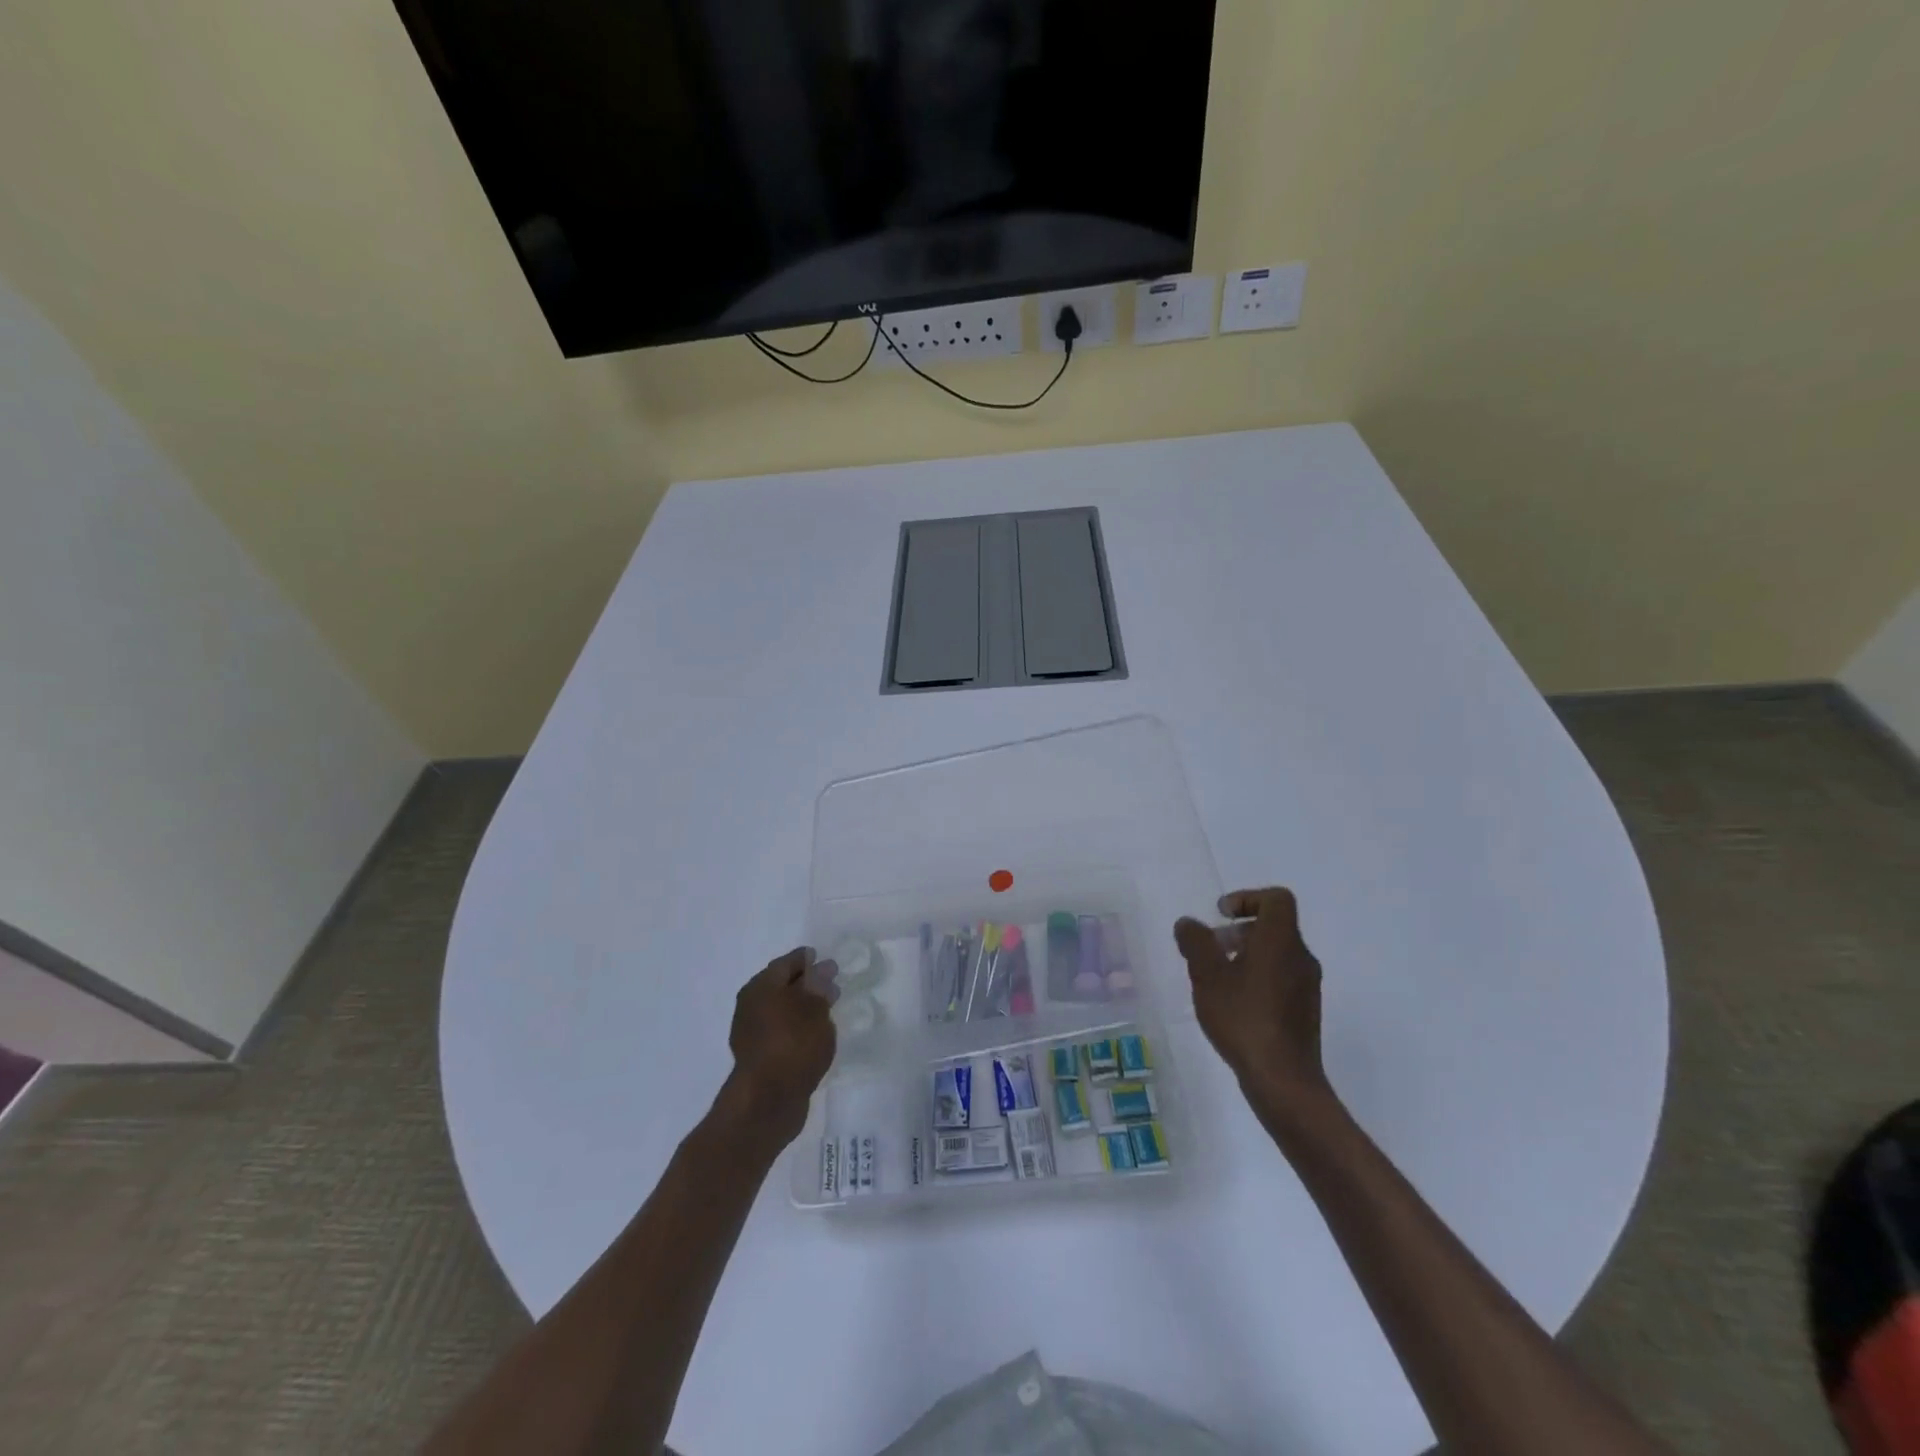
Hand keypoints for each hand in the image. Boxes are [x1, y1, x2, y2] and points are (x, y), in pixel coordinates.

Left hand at [721, 948, 837, 1146]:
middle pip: (781, 986)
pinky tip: (813, 1037)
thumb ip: (819, 984)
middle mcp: (751, 1005)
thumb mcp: (814, 1007)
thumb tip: (822, 967)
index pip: (786, 963)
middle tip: (831, 985)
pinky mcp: (759, 1059)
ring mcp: (752, 1034)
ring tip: (827, 1013)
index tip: (825, 959)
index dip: (807, 959)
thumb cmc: (793, 1044)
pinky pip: (781, 1033)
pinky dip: (797, 1030)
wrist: (766, 1103)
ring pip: (781, 1011)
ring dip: (802, 1009)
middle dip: (806, 984)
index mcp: (761, 986)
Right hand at [1174, 888, 1333, 1118]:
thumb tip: (1188, 923)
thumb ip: (1196, 943)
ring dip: (1246, 955)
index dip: (1247, 898)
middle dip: (1239, 930)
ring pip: (1276, 954)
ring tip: (1216, 978)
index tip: (1221, 916)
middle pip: (1274, 927)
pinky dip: (1256, 978)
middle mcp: (1300, 957)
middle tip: (1211, 948)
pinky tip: (1232, 1004)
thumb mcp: (1207, 975)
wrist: (1283, 1080)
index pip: (1277, 899)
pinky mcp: (1304, 1011)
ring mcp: (1306, 986)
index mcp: (1281, 941)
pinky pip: (1280, 978)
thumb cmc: (1244, 1017)